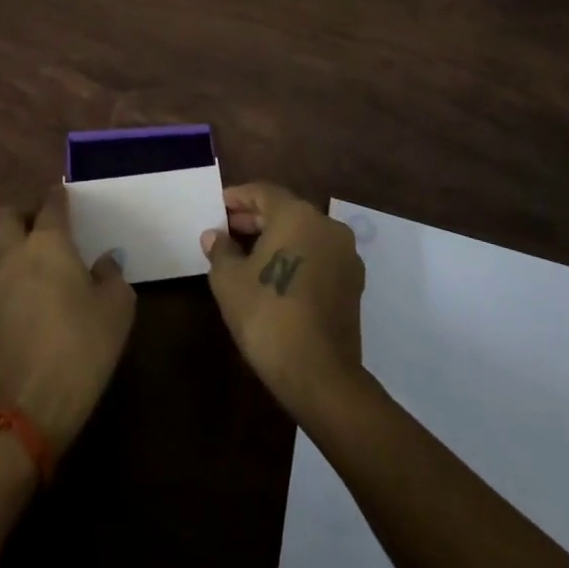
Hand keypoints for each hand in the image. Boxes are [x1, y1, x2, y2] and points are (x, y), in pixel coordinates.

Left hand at [0, 184, 135, 453]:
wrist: (31, 404)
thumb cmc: (82, 345)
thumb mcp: (117, 307)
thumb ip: (112, 274)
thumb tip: (104, 260)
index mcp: (48, 241)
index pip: (50, 203)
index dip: (60, 196)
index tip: (68, 197)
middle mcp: (14, 252)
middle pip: (7, 215)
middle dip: (25, 213)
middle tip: (47, 227)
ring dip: (8, 243)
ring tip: (33, 258)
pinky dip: (5, 271)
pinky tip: (25, 288)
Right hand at [202, 182, 366, 418]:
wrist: (319, 375)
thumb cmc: (267, 316)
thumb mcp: (229, 280)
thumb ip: (221, 250)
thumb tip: (215, 235)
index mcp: (297, 215)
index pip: (263, 192)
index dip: (238, 197)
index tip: (219, 206)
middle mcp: (327, 225)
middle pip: (286, 211)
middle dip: (256, 218)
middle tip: (228, 229)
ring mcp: (345, 255)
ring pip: (305, 233)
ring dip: (278, 237)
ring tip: (248, 253)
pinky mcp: (353, 283)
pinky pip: (319, 255)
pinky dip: (297, 256)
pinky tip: (276, 274)